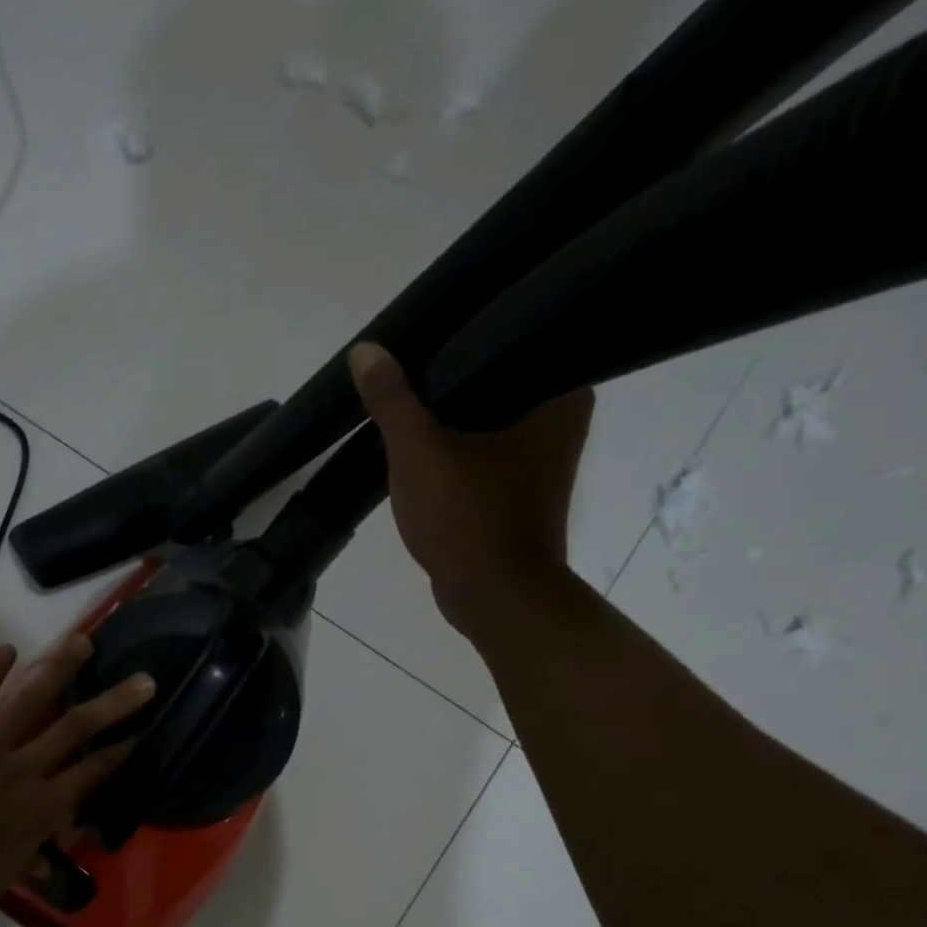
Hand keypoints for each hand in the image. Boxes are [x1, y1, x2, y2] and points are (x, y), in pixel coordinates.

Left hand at [0, 635, 154, 926]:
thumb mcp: (7, 874)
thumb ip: (35, 850)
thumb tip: (55, 844)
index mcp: (42, 808)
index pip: (93, 771)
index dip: (122, 750)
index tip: (145, 728)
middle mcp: (23, 770)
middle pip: (76, 728)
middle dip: (114, 703)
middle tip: (143, 680)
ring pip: (30, 702)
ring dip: (59, 669)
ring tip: (81, 641)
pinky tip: (9, 649)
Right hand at [348, 342, 593, 634]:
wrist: (493, 597)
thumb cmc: (468, 517)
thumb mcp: (419, 452)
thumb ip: (392, 400)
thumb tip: (365, 351)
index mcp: (560, 394)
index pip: (514, 337)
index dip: (464, 331)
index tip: (423, 329)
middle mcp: (562, 418)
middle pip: (495, 378)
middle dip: (449, 374)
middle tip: (404, 358)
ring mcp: (541, 457)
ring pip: (486, 416)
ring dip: (448, 413)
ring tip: (403, 391)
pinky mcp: (517, 488)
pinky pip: (481, 449)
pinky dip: (453, 445)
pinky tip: (417, 439)